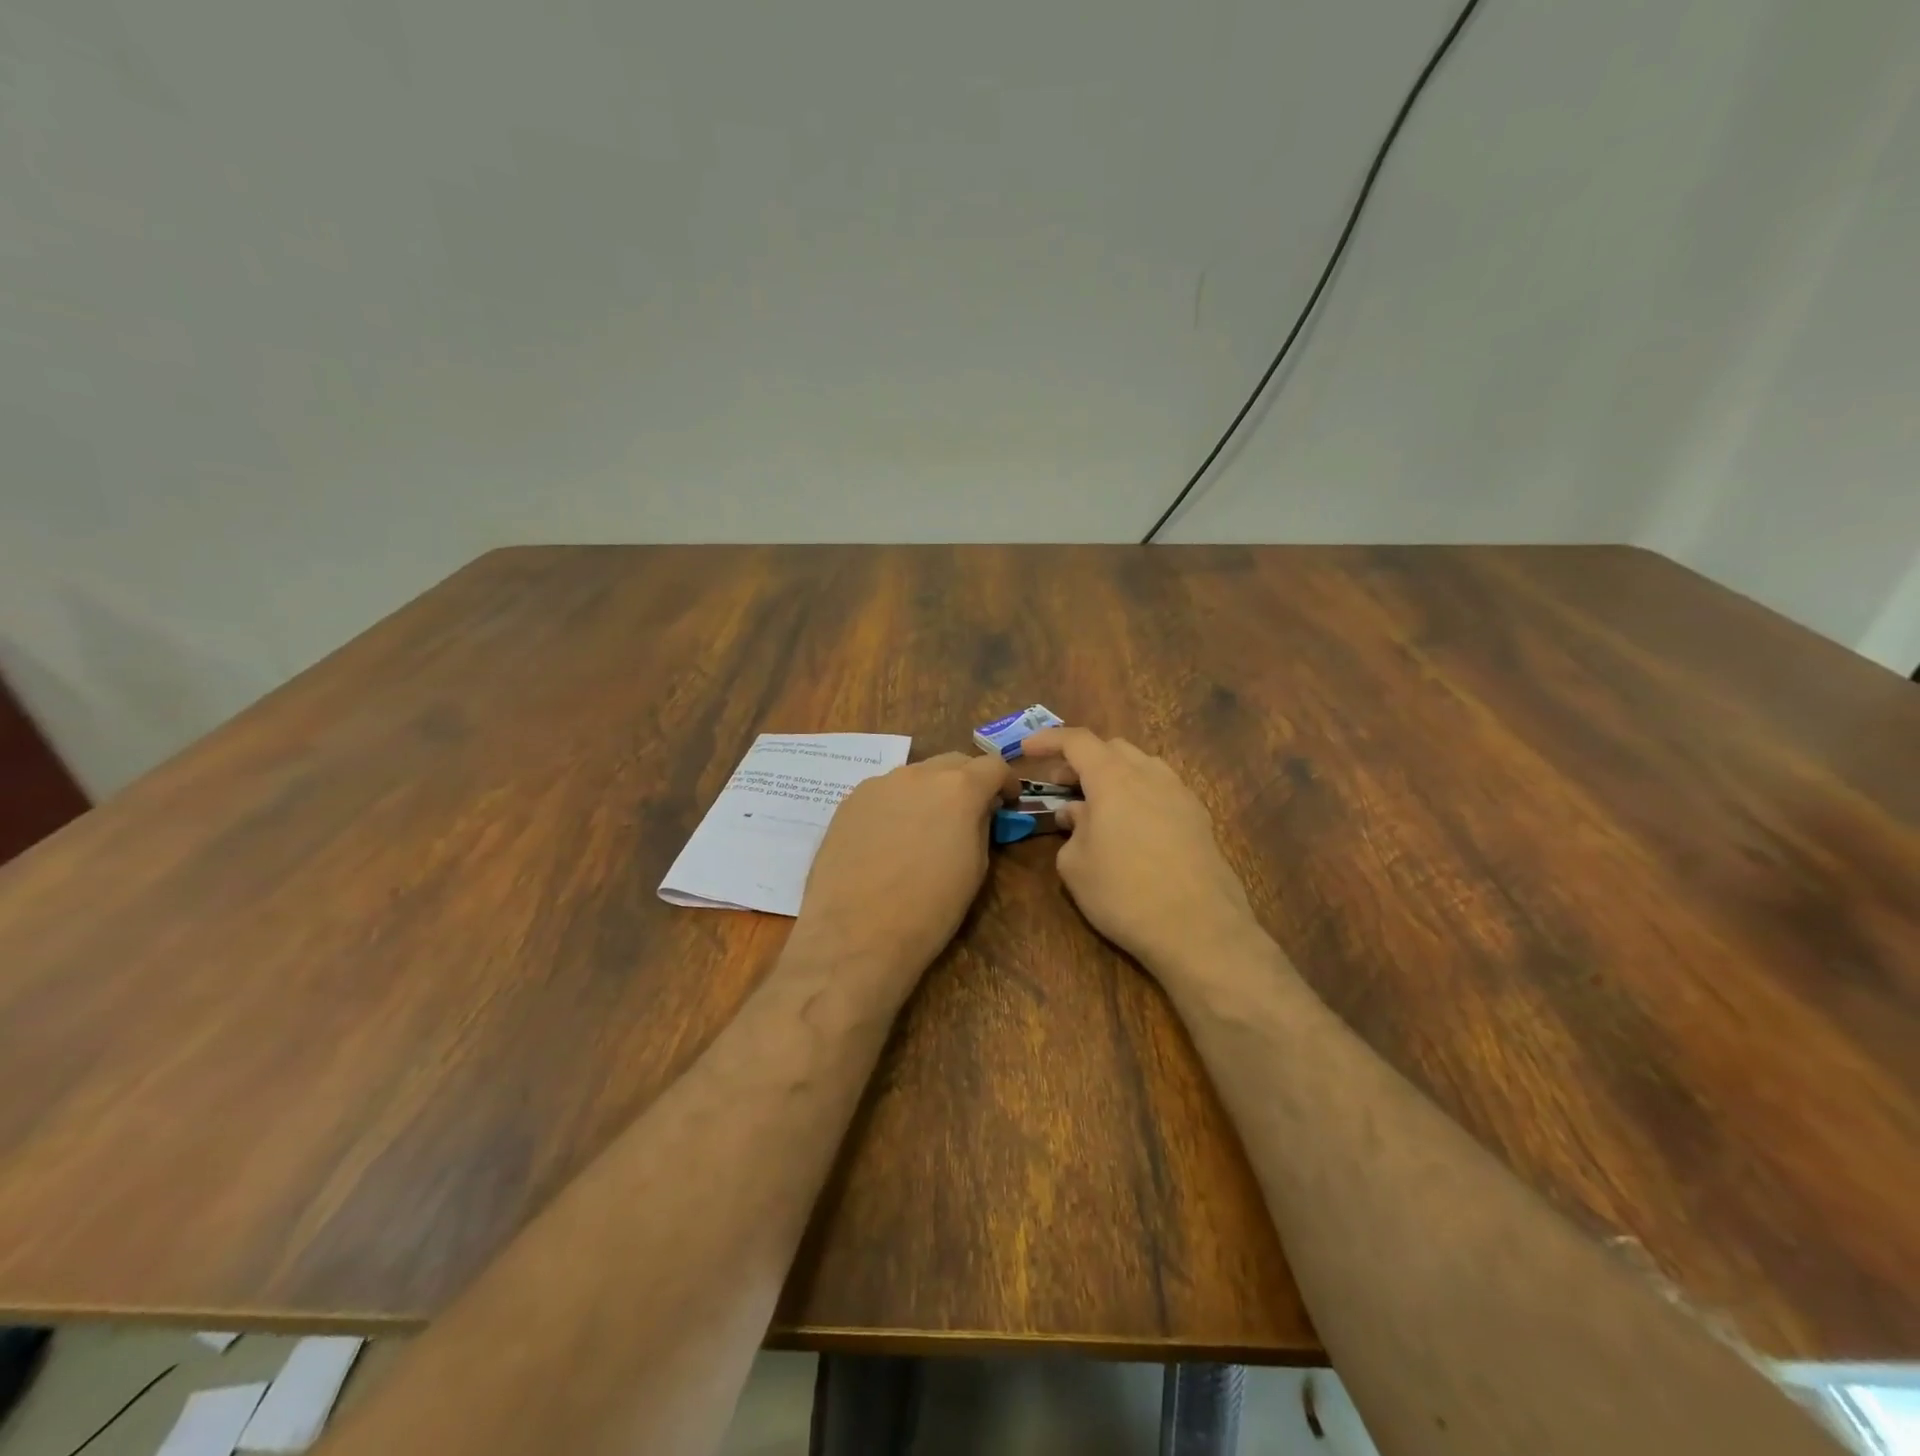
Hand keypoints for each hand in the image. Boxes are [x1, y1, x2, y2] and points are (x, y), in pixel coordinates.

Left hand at [794, 751, 1017, 983]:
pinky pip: (884, 793)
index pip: (993, 766)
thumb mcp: (975, 868)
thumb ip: (980, 826)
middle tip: (969, 812)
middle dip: (967, 781)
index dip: (1005, 782)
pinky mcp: (849, 801)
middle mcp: (919, 774)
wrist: (857, 933)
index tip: (1008, 803)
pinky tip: (890, 839)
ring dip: (929, 792)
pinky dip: (897, 805)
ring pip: (915, 776)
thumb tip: (979, 811)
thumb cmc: (930, 909)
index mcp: (959, 788)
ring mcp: (879, 784)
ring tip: (925, 828)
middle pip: (952, 763)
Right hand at [1020, 727, 1261, 979]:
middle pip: (1112, 748)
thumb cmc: (1124, 894)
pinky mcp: (1199, 818)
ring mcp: (1180, 794)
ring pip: (1141, 766)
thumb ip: (1071, 830)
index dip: (1049, 740)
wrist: (1199, 929)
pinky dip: (1138, 794)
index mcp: (1113, 778)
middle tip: (1061, 786)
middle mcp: (1149, 775)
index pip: (1077, 741)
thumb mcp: (1075, 866)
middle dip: (1082, 760)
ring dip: (1113, 775)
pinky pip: (1162, 790)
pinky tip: (1131, 826)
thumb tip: (1077, 814)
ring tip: (1097, 806)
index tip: (1027, 750)